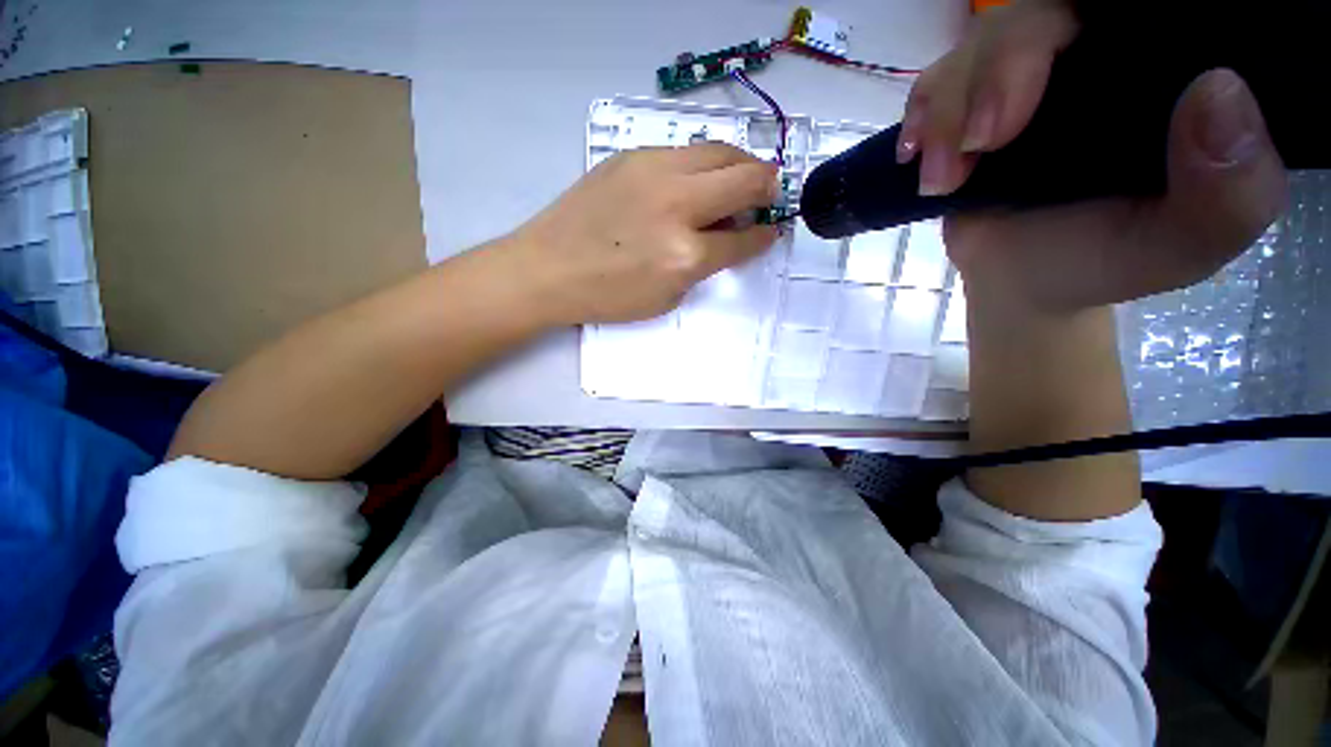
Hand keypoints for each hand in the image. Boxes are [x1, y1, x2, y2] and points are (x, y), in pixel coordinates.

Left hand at [503, 143, 779, 324]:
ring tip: (739, 179)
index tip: (771, 231)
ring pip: (719, 150)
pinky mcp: (632, 154)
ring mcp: (654, 171)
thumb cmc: (607, 296)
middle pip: (745, 178)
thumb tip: (728, 237)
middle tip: (766, 196)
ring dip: (740, 165)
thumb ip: (703, 267)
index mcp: (686, 254)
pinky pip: (685, 151)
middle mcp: (677, 205)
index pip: (744, 238)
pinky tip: (695, 180)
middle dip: (766, 187)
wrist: (548, 268)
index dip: (764, 235)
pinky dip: (703, 163)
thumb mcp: (666, 298)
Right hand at [899, 0, 1287, 310]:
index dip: (1092, 18)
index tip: (1060, 76)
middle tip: (980, 145)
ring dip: (947, 108)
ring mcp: (1030, 76)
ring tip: (942, 179)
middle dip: (1000, 68)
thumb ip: (1230, 189)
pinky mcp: (974, 104)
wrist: (1026, 285)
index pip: (1128, 7)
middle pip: (1040, 12)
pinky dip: (922, 112)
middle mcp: (1099, 55)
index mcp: (1164, 72)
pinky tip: (915, 153)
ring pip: (979, 41)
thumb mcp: (1185, 244)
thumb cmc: (1108, 263)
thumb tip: (1219, 91)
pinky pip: (938, 79)